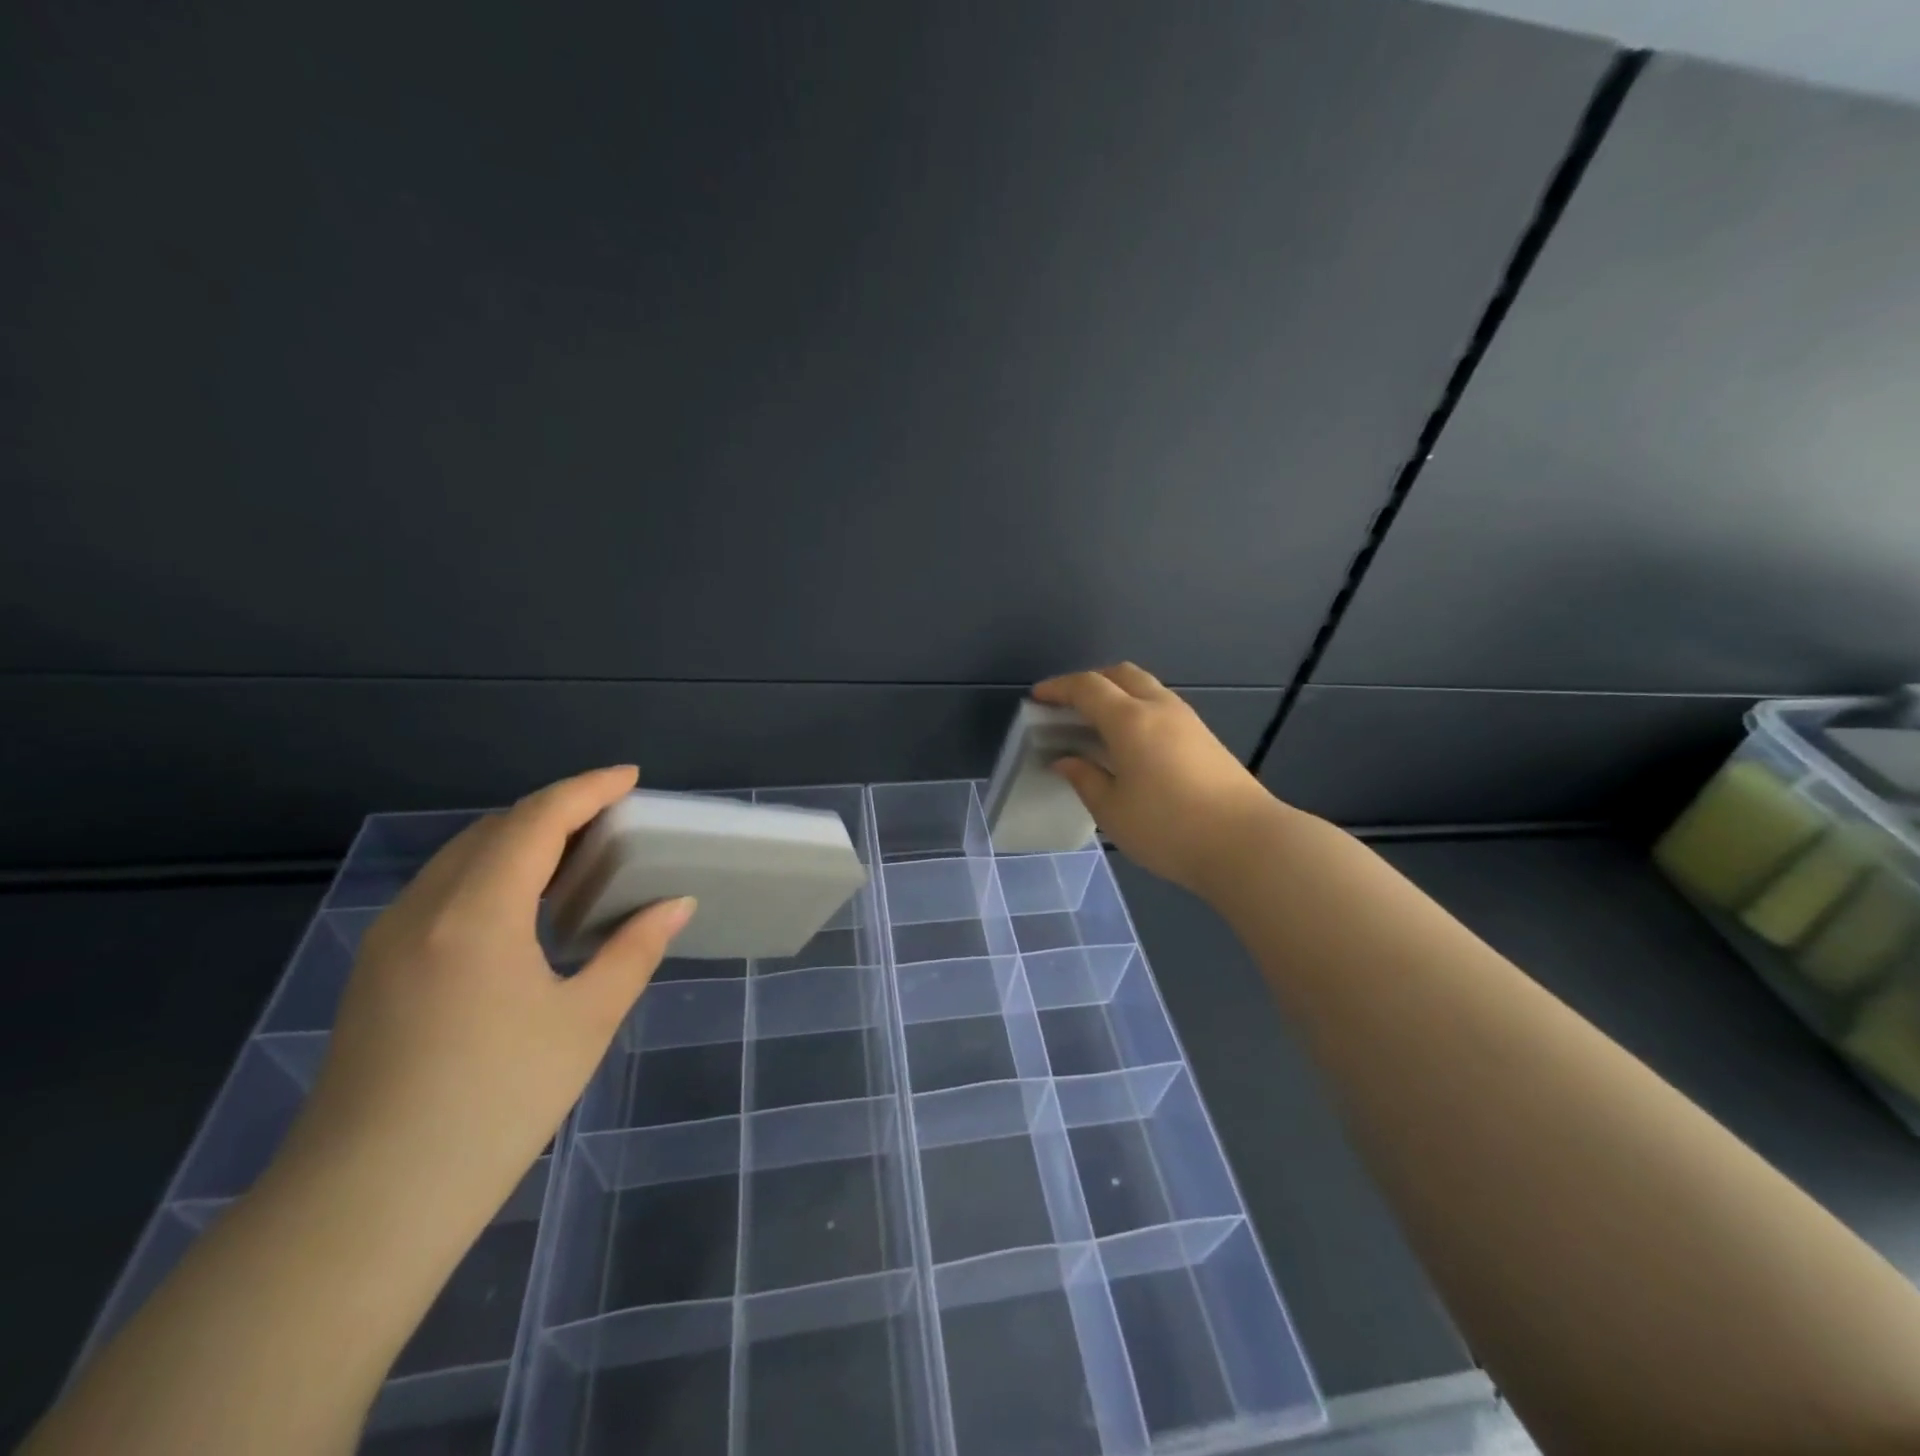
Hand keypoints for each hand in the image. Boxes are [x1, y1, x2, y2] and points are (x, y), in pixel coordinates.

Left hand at [290, 766, 695, 1231]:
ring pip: (461, 858)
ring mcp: (388, 940)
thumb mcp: (585, 1022)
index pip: (536, 820)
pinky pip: (441, 891)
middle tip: (612, 821)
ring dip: (520, 840)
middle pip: (494, 829)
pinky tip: (522, 909)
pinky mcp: (375, 971)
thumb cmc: (493, 1106)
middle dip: (556, 811)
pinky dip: (490, 873)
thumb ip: (634, 951)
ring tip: (575, 858)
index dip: (587, 790)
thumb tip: (674, 904)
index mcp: (476, 913)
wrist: (363, 1208)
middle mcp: (423, 909)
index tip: (631, 778)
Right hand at [1033, 665, 1288, 896]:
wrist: (1247, 843)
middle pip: (1121, 674)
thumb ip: (1084, 778)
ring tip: (1096, 723)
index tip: (1038, 697)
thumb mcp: (1112, 810)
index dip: (1059, 688)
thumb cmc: (1168, 828)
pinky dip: (1136, 709)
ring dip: (1117, 693)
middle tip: (1068, 705)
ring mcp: (1188, 720)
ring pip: (1146, 687)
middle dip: (1090, 681)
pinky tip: (1129, 741)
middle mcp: (1160, 708)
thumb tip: (1065, 759)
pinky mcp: (1205, 737)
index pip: (1087, 687)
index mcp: (1130, 720)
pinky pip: (1161, 706)